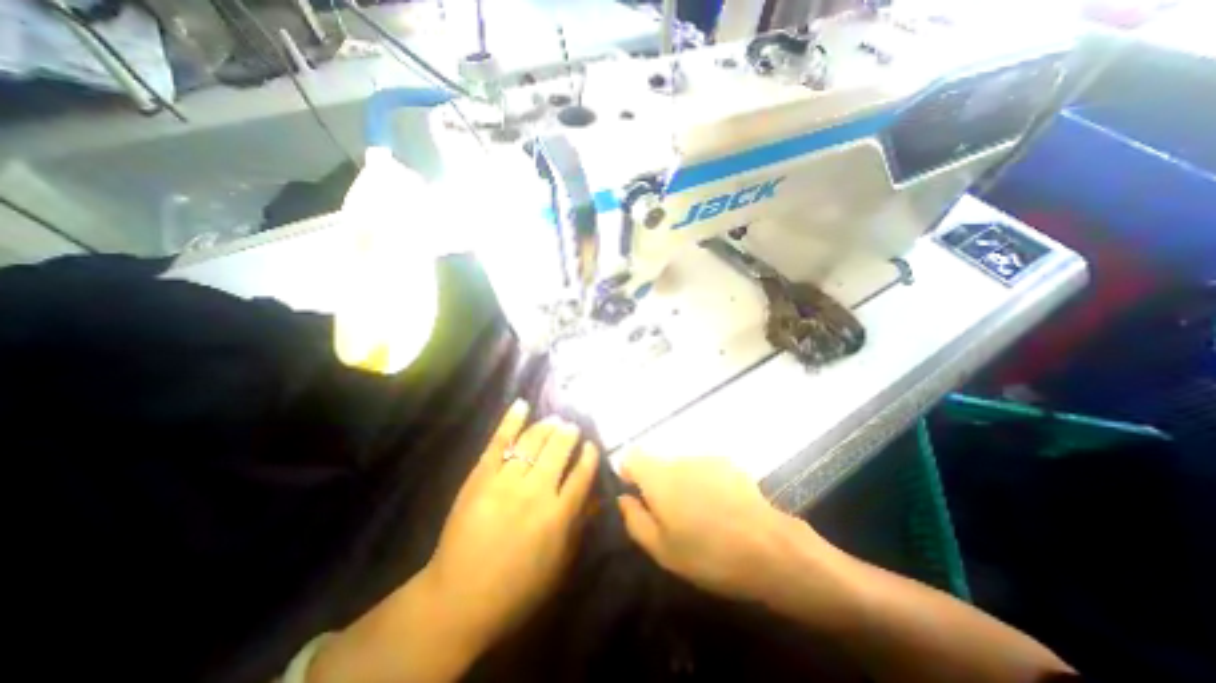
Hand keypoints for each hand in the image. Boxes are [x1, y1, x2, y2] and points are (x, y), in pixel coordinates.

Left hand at [423, 401, 600, 649]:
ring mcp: (506, 480)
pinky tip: (522, 404)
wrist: (458, 600)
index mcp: (558, 515)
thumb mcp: (558, 566)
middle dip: (569, 434)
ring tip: (554, 420)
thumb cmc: (516, 589)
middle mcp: (536, 491)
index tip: (592, 446)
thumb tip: (597, 498)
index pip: (582, 474)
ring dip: (547, 426)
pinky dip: (511, 420)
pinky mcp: (481, 476)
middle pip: (559, 450)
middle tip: (572, 427)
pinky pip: (498, 441)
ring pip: (533, 441)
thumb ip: (580, 528)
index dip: (589, 456)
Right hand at [619, 452, 846, 607]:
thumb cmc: (708, 554)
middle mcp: (679, 459)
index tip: (636, 496)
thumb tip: (624, 498)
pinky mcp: (729, 463)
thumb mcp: (661, 549)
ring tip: (701, 517)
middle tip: (672, 519)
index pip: (632, 457)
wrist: (768, 548)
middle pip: (658, 464)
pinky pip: (704, 470)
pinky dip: (704, 484)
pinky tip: (721, 509)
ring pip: (682, 468)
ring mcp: (706, 459)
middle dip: (658, 485)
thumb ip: (634, 520)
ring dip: (683, 485)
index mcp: (658, 476)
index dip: (629, 473)